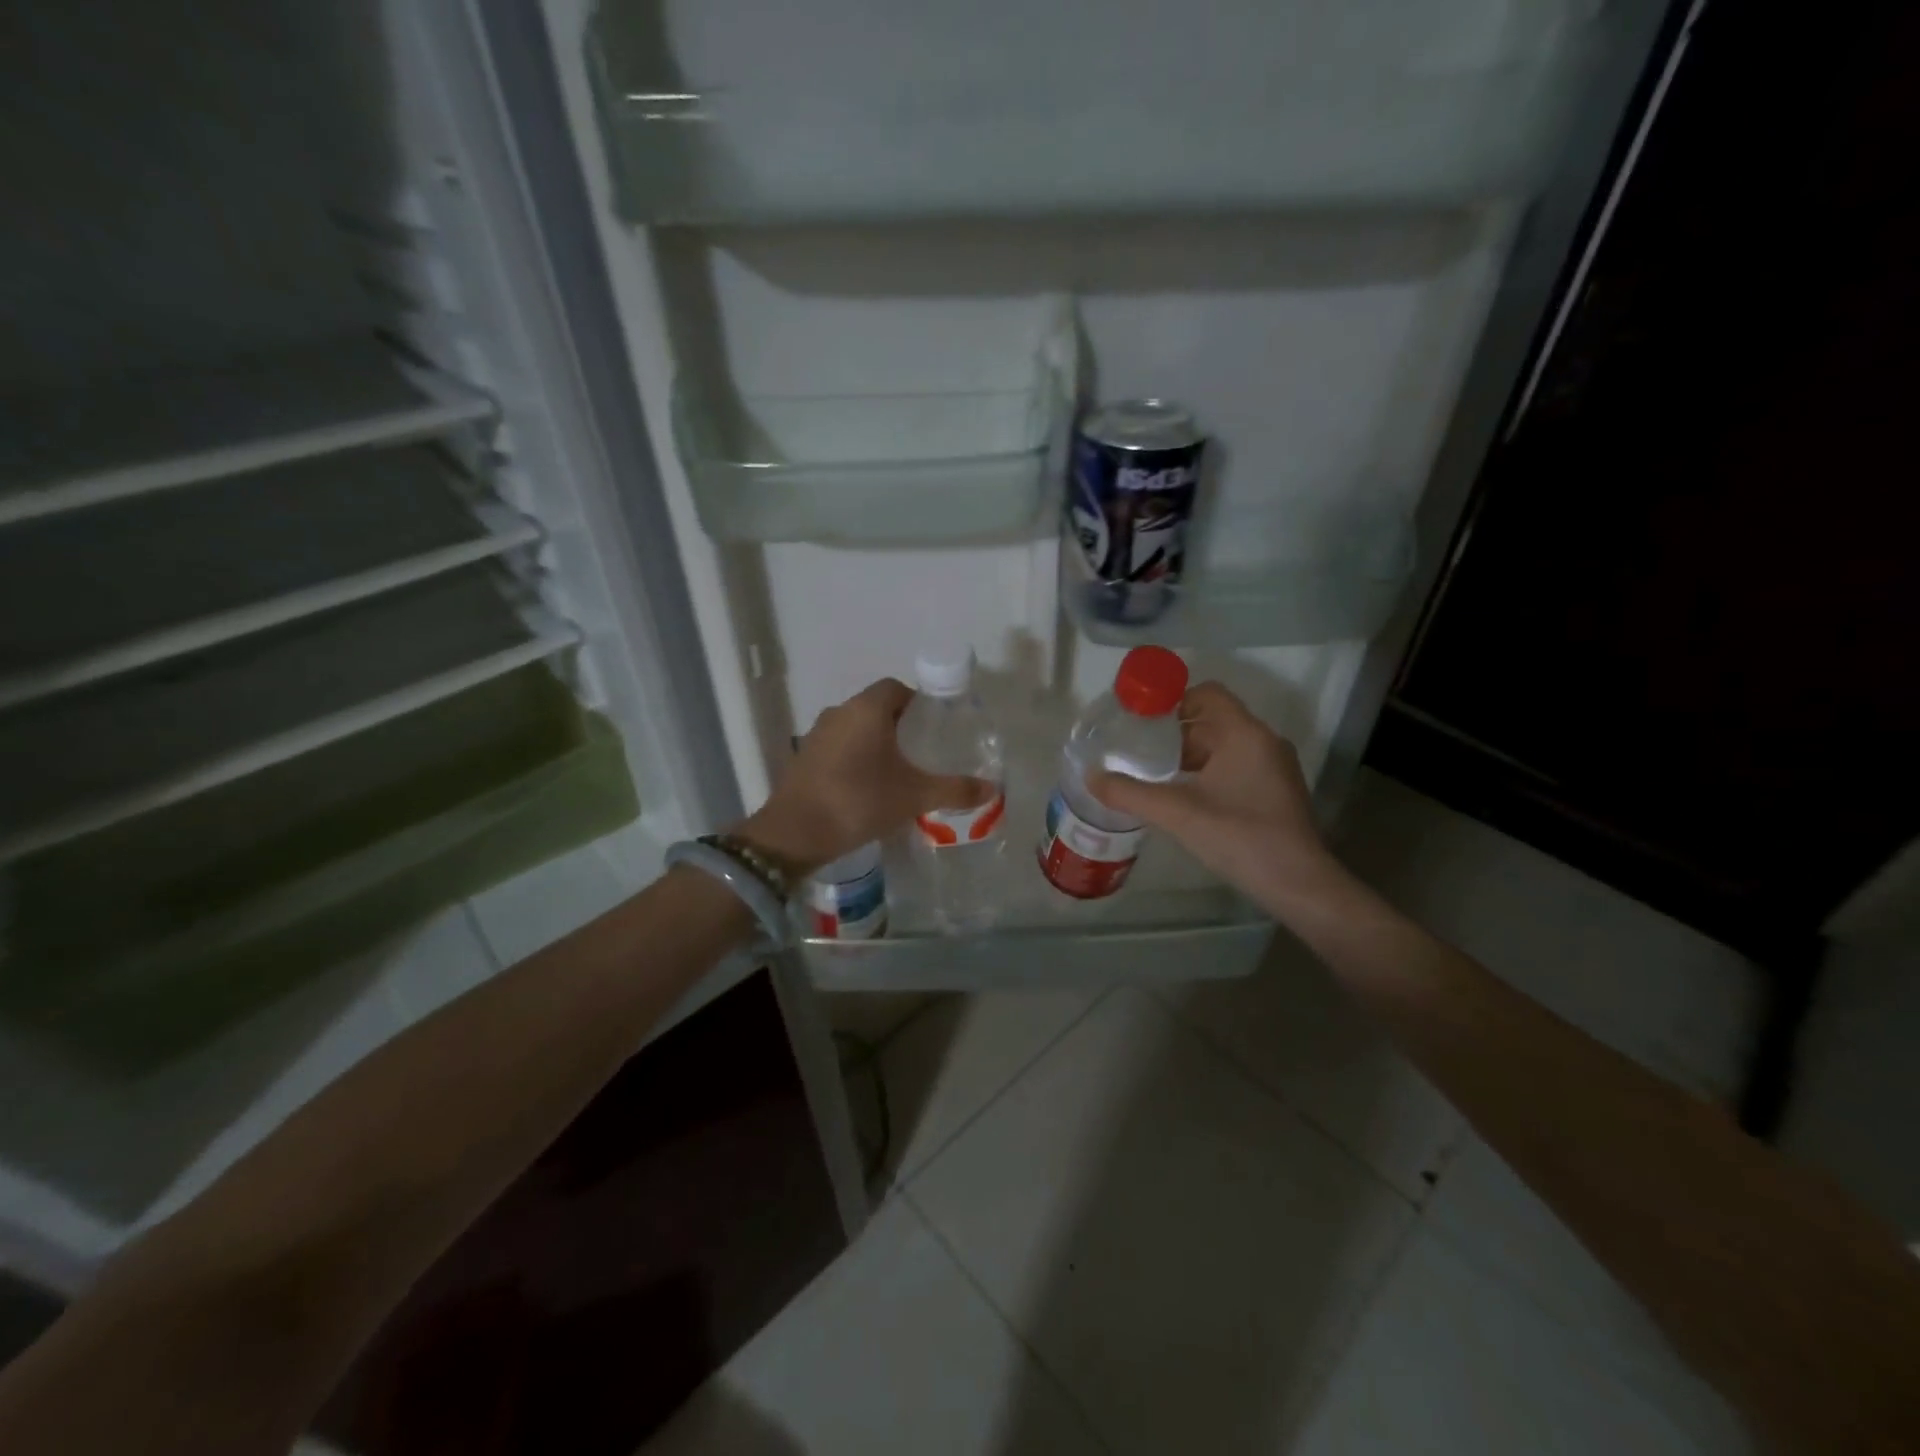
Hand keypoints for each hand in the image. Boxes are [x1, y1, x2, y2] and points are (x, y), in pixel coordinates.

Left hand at [736, 678, 993, 876]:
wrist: (795, 833)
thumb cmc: (859, 802)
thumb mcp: (914, 797)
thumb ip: (954, 789)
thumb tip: (991, 788)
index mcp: (866, 709)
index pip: (896, 688)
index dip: (917, 703)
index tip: (934, 727)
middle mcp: (839, 713)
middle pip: (875, 707)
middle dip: (899, 725)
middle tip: (923, 751)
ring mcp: (817, 735)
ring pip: (854, 728)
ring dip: (874, 742)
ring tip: (898, 771)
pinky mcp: (804, 758)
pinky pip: (837, 748)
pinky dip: (854, 758)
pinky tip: (866, 787)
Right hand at [1087, 681, 1339, 910]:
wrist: (1298, 884)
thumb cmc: (1239, 836)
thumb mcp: (1177, 813)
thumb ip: (1130, 793)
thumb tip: (1090, 777)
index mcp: (1244, 734)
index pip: (1207, 694)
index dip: (1173, 699)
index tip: (1141, 718)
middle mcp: (1263, 742)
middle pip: (1213, 721)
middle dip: (1175, 734)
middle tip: (1138, 751)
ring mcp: (1273, 768)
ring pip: (1224, 747)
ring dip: (1190, 756)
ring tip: (1155, 776)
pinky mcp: (1275, 792)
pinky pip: (1235, 767)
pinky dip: (1207, 773)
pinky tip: (1184, 798)